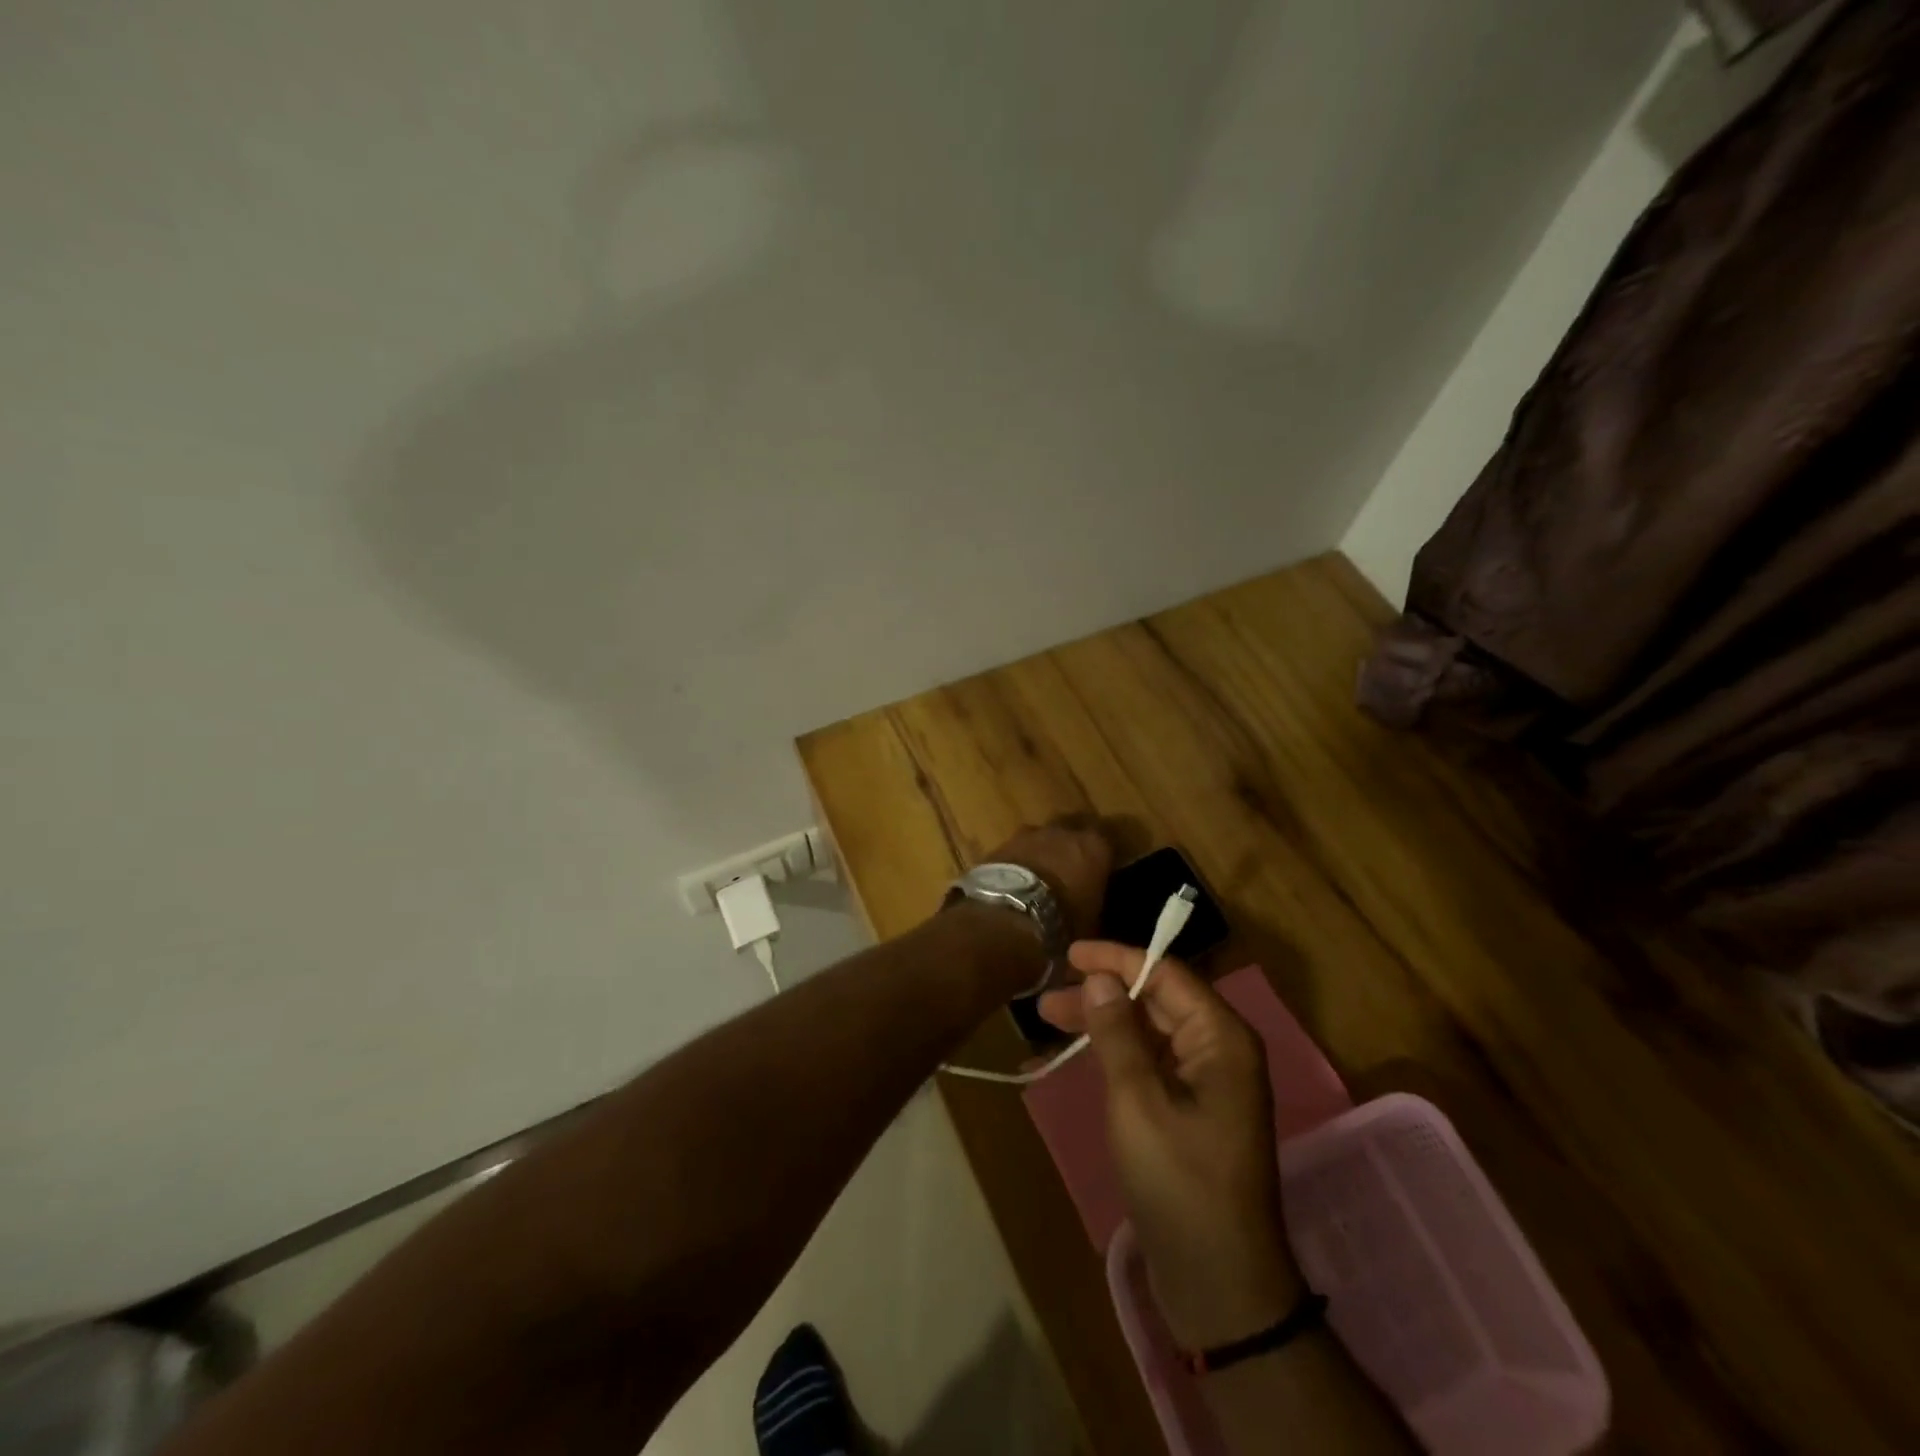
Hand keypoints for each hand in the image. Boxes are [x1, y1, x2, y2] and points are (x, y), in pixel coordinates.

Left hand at [981, 817, 1113, 940]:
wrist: (1009, 915)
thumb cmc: (1062, 921)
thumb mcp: (1091, 922)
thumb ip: (1094, 905)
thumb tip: (1091, 909)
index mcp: (1094, 847)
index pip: (1107, 838)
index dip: (1103, 852)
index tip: (1102, 866)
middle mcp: (1063, 832)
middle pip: (1071, 828)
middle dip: (1071, 844)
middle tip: (1070, 866)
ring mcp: (1029, 835)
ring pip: (1041, 836)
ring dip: (1042, 850)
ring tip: (1040, 874)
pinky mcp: (1001, 844)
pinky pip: (1016, 849)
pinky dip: (1018, 860)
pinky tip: (1015, 879)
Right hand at [1040, 942, 1303, 1348]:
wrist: (1219, 1284)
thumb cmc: (1180, 1183)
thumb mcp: (1138, 1101)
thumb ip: (1118, 1033)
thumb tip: (1100, 977)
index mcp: (1220, 1038)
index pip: (1166, 973)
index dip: (1117, 958)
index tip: (1069, 954)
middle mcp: (1219, 1050)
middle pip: (1155, 1000)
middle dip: (1102, 994)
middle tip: (1047, 1000)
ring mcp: (1206, 1083)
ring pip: (1148, 1031)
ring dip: (1102, 1024)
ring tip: (1049, 1023)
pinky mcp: (1190, 1111)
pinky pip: (1149, 1064)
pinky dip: (1113, 1056)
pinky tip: (1075, 1059)